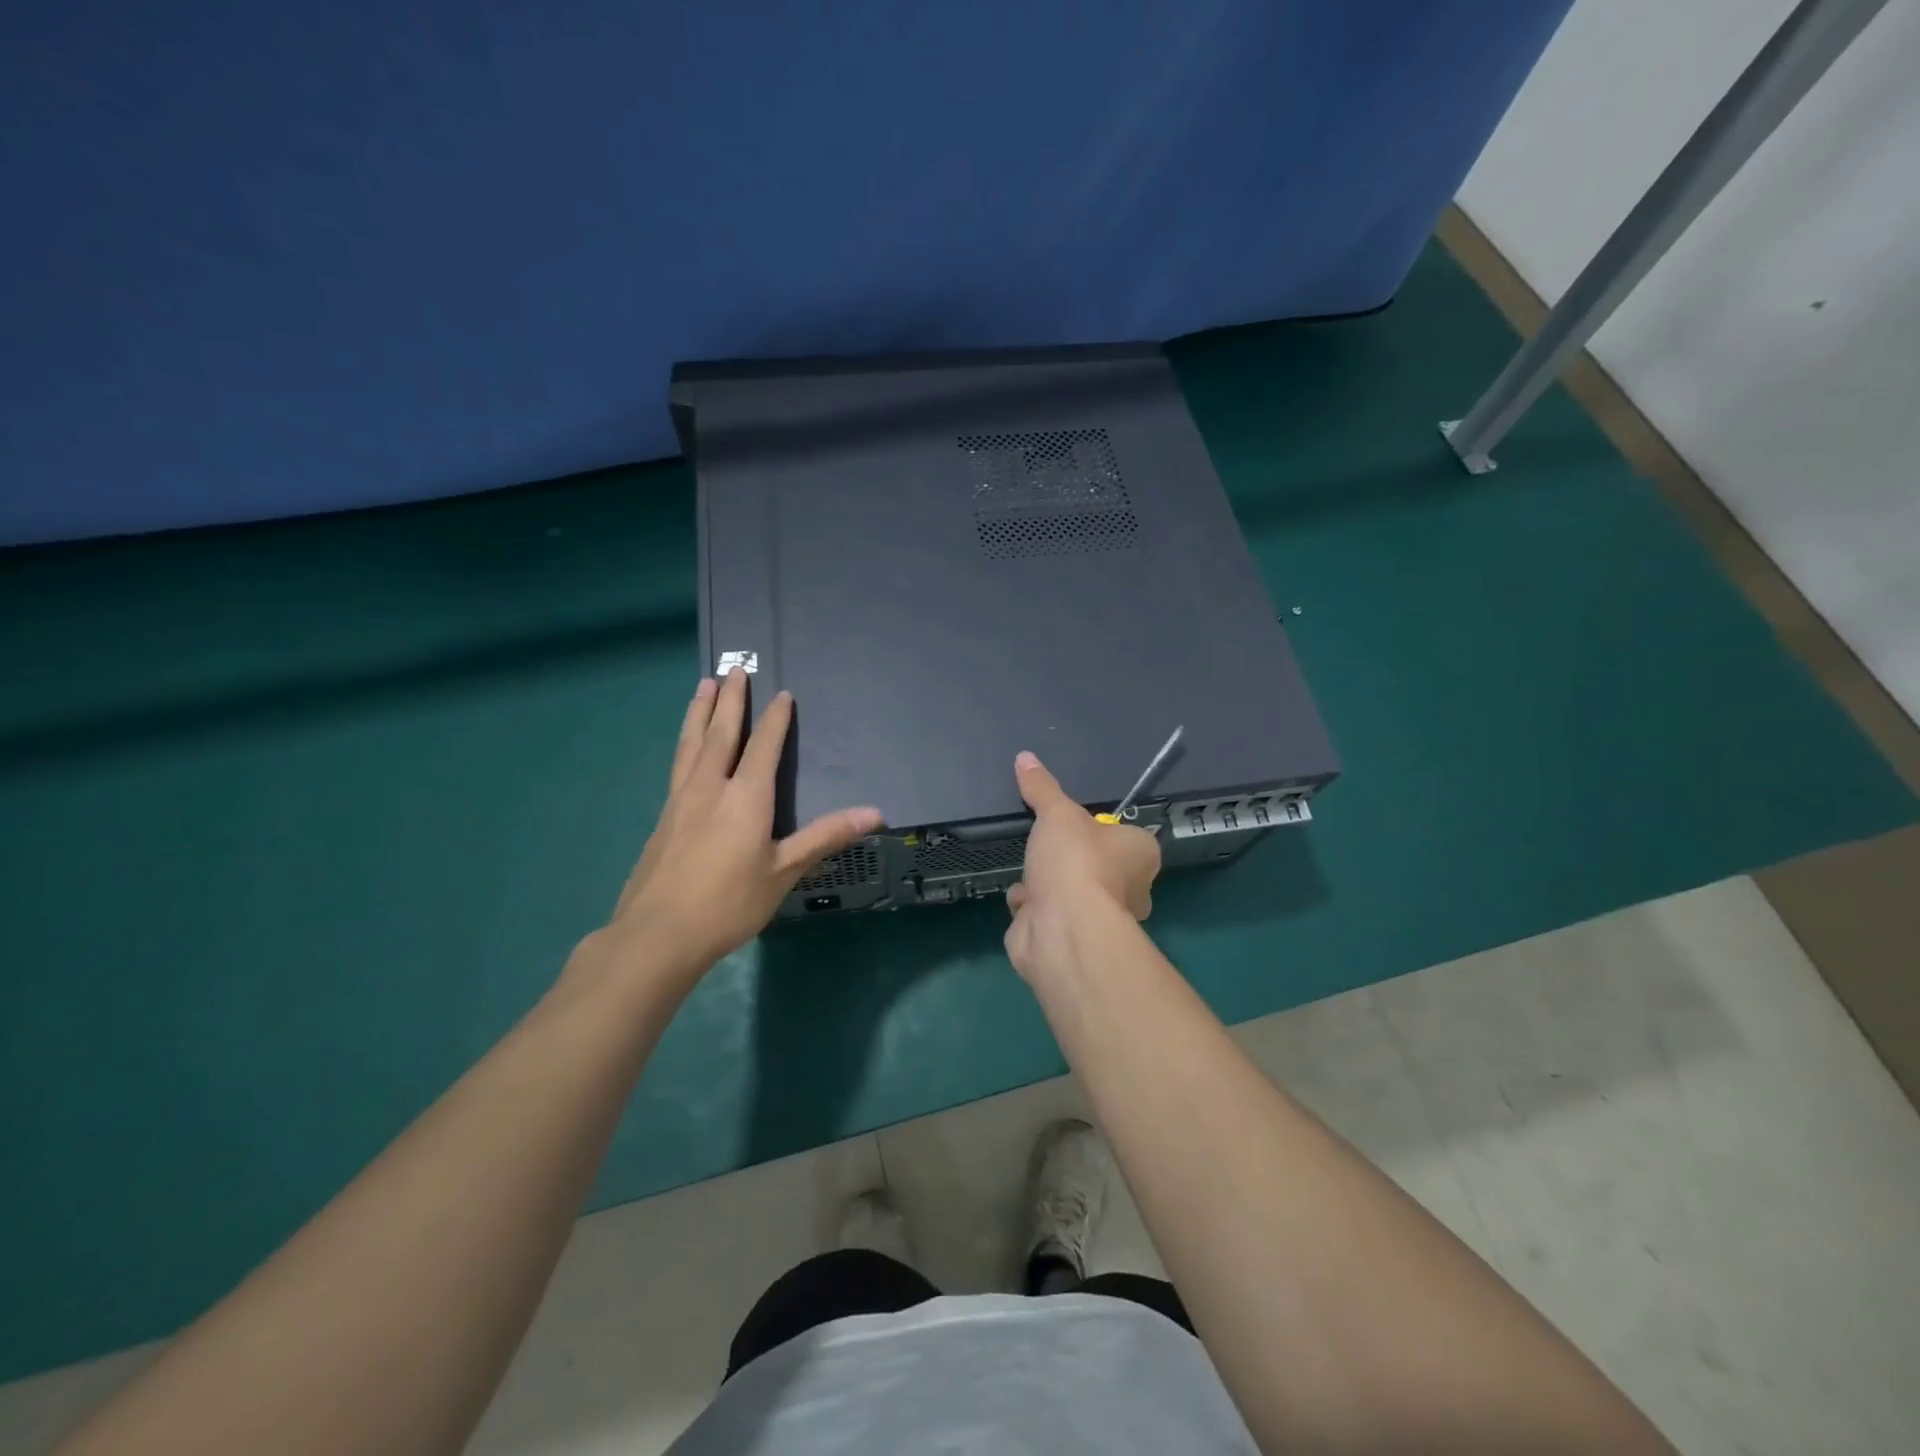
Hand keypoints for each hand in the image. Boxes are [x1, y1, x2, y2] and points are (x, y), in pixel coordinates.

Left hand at [589, 671, 883, 990]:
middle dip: (731, 700)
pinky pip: (678, 763)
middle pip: (721, 732)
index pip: (764, 746)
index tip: (781, 694)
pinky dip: (685, 740)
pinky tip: (686, 746)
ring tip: (703, 685)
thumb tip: (875, 813)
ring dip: (700, 711)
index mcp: (745, 797)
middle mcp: (711, 787)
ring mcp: (681, 800)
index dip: (775, 719)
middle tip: (735, 669)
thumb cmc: (729, 903)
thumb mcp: (784, 871)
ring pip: (692, 742)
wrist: (658, 934)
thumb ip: (826, 837)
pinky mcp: (664, 817)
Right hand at [1004, 749, 1159, 978]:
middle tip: (1046, 845)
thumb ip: (1042, 788)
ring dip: (1046, 883)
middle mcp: (1131, 889)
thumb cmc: (1076, 863)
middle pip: (1096, 865)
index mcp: (1140, 854)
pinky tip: (1021, 898)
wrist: (1062, 930)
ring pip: (1070, 891)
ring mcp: (1099, 919)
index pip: (1125, 835)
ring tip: (1029, 869)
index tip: (1075, 823)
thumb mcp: (1057, 814)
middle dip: (1068, 859)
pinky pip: (1048, 914)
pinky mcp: (1070, 938)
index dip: (1100, 830)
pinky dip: (1031, 906)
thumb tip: (1025, 756)